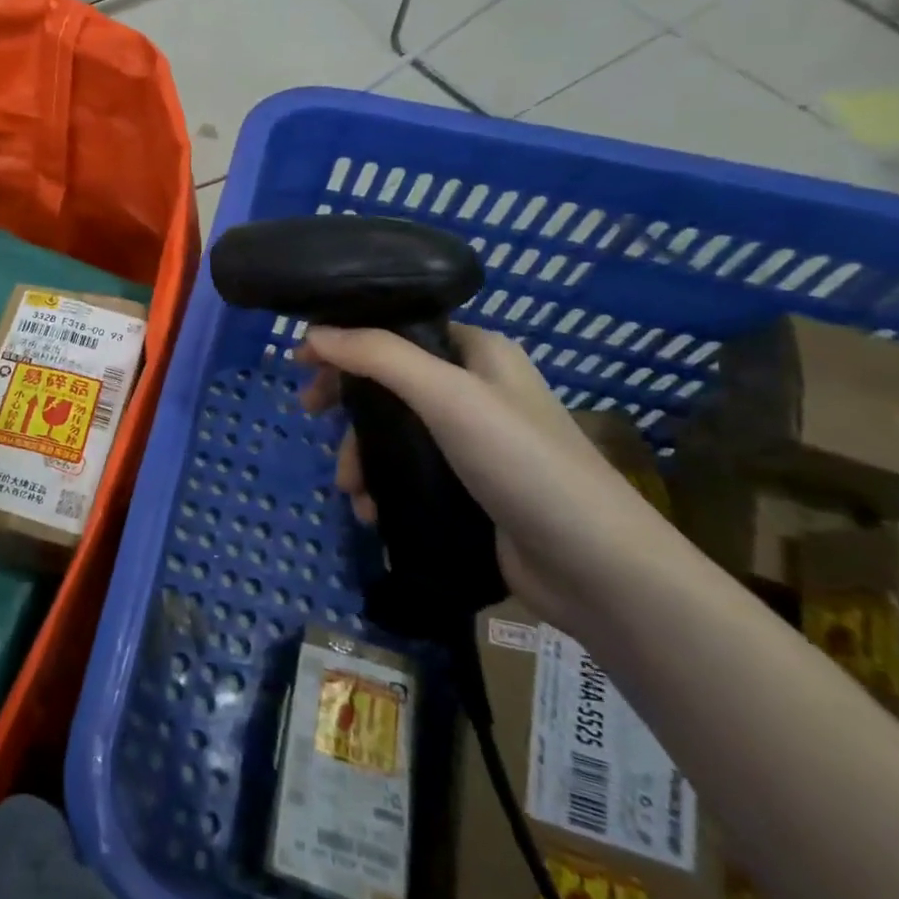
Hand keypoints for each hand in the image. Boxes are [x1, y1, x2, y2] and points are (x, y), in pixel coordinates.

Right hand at [300, 323, 673, 628]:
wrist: (596, 568)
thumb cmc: (523, 464)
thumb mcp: (448, 396)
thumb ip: (378, 357)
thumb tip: (313, 333)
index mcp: (479, 353)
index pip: (399, 329)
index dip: (348, 339)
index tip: (303, 362)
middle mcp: (475, 389)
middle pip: (389, 381)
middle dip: (347, 403)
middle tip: (308, 413)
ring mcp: (472, 441)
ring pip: (393, 431)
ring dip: (361, 455)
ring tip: (350, 489)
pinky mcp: (467, 487)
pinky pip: (407, 472)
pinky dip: (382, 485)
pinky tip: (372, 510)